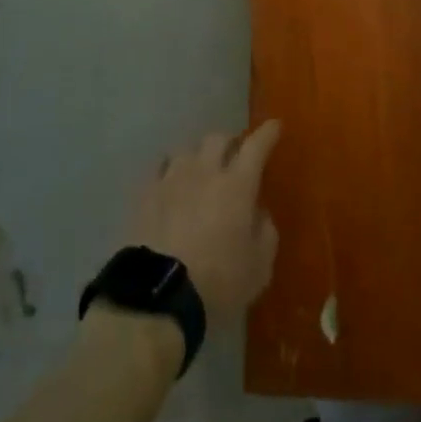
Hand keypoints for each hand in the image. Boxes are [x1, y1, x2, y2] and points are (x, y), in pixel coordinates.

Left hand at [123, 121, 281, 326]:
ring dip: (198, 157)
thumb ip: (265, 233)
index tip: (274, 126)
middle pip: (217, 139)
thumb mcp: (259, 268)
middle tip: (234, 156)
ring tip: (200, 170)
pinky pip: (161, 169)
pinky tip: (172, 184)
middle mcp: (205, 171)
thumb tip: (258, 212)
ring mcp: (172, 179)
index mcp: (237, 185)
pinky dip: (171, 172)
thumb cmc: (218, 282)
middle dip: (230, 143)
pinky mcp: (146, 194)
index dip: (267, 134)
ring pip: (187, 150)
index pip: (256, 146)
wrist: (159, 295)